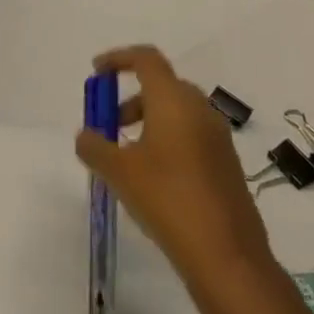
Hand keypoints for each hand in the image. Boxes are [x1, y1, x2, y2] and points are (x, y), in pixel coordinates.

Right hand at [76, 46, 276, 306]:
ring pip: (177, 112)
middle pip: (162, 85)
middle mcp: (200, 110)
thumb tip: (86, 136)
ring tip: (125, 156)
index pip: (146, 59)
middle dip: (130, 98)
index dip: (118, 59)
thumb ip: (94, 146)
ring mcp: (218, 137)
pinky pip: (191, 135)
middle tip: (108, 124)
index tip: (97, 73)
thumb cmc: (167, 199)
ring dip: (147, 121)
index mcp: (174, 101)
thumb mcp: (118, 171)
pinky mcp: (226, 163)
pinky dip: (166, 140)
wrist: (227, 255)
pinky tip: (151, 176)